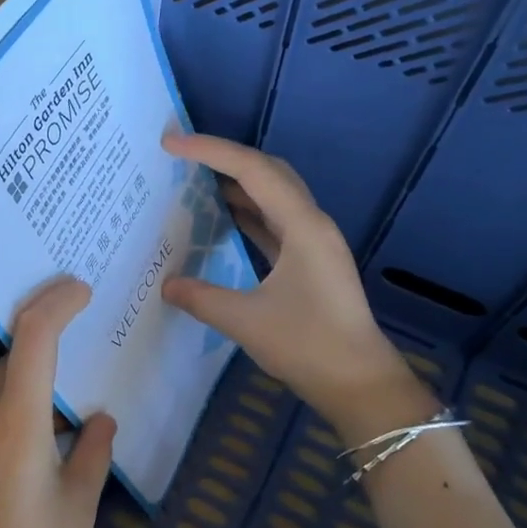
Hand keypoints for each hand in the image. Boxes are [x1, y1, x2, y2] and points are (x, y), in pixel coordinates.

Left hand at [0, 276, 116, 527]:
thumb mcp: (79, 505)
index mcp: (17, 421)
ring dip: (31, 372)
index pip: (33, 337)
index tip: (81, 288)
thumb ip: (93, 451)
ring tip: (72, 380)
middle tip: (84, 326)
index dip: (56, 303)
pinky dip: (18, 403)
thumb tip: (101, 419)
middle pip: (12, 356)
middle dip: (44, 332)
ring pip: (0, 385)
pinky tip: (46, 426)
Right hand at [162, 133, 410, 416]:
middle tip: (182, 156)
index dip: (210, 151)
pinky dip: (245, 212)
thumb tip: (166, 285)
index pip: (252, 171)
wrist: (360, 383)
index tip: (170, 144)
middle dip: (224, 157)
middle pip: (268, 171)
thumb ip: (201, 298)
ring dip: (236, 183)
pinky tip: (221, 219)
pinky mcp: (310, 262)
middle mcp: (311, 224)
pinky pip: (273, 221)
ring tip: (194, 180)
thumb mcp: (246, 321)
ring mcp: (313, 243)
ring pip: (272, 195)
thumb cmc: (308, 346)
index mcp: (302, 226)